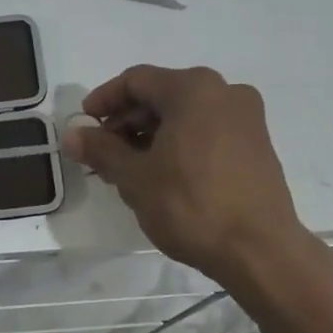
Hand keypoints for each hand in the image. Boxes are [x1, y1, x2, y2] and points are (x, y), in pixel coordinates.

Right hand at [65, 65, 317, 287]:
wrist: (260, 251)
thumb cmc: (191, 205)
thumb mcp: (135, 177)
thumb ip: (101, 149)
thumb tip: (73, 135)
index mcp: (194, 89)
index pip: (136, 80)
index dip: (103, 100)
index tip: (84, 126)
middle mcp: (225, 92)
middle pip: (161, 95)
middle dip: (126, 122)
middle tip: (102, 153)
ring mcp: (246, 119)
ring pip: (185, 115)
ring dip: (151, 135)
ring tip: (128, 169)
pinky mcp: (257, 145)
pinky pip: (207, 131)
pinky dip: (178, 144)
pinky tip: (162, 175)